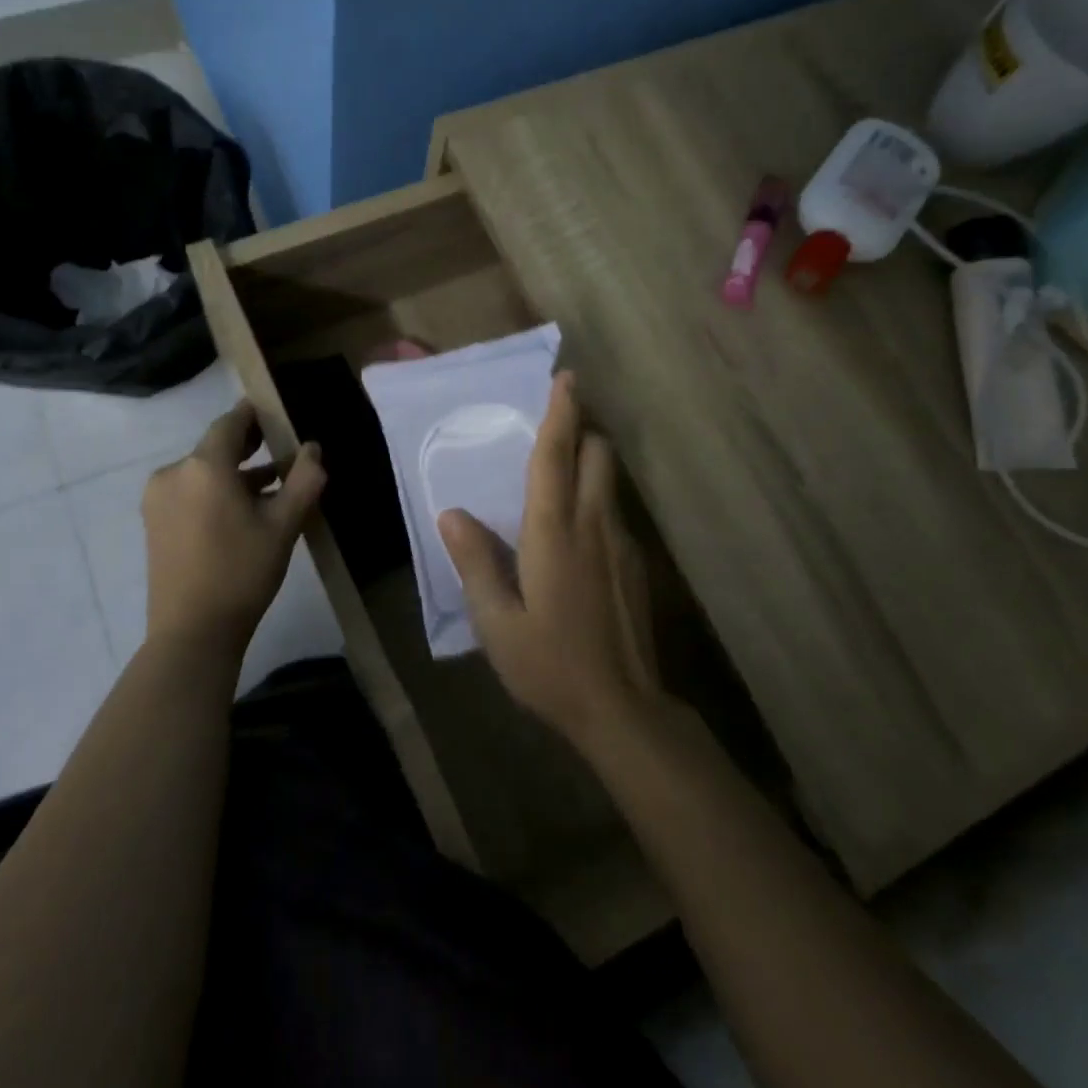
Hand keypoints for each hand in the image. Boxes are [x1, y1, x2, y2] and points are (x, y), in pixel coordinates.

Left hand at [142, 401, 325, 662]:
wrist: (192, 632)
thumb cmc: (242, 572)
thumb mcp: (284, 525)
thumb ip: (304, 480)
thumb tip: (312, 448)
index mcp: (203, 466)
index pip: (230, 423)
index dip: (254, 414)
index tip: (277, 411)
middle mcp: (174, 473)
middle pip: (215, 447)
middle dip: (248, 445)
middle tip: (281, 445)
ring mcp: (158, 499)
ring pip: (203, 472)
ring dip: (235, 473)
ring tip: (273, 485)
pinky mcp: (154, 522)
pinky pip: (190, 492)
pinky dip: (216, 492)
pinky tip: (244, 511)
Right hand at [437, 372, 659, 746]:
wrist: (622, 710)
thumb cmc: (549, 665)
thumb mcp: (496, 621)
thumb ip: (475, 562)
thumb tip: (452, 514)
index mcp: (554, 533)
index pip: (556, 457)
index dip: (560, 414)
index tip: (565, 378)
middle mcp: (594, 525)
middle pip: (598, 455)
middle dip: (580, 430)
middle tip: (552, 428)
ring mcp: (622, 544)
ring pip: (608, 482)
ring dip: (588, 463)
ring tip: (557, 478)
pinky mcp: (635, 565)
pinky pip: (613, 513)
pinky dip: (595, 501)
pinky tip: (574, 537)